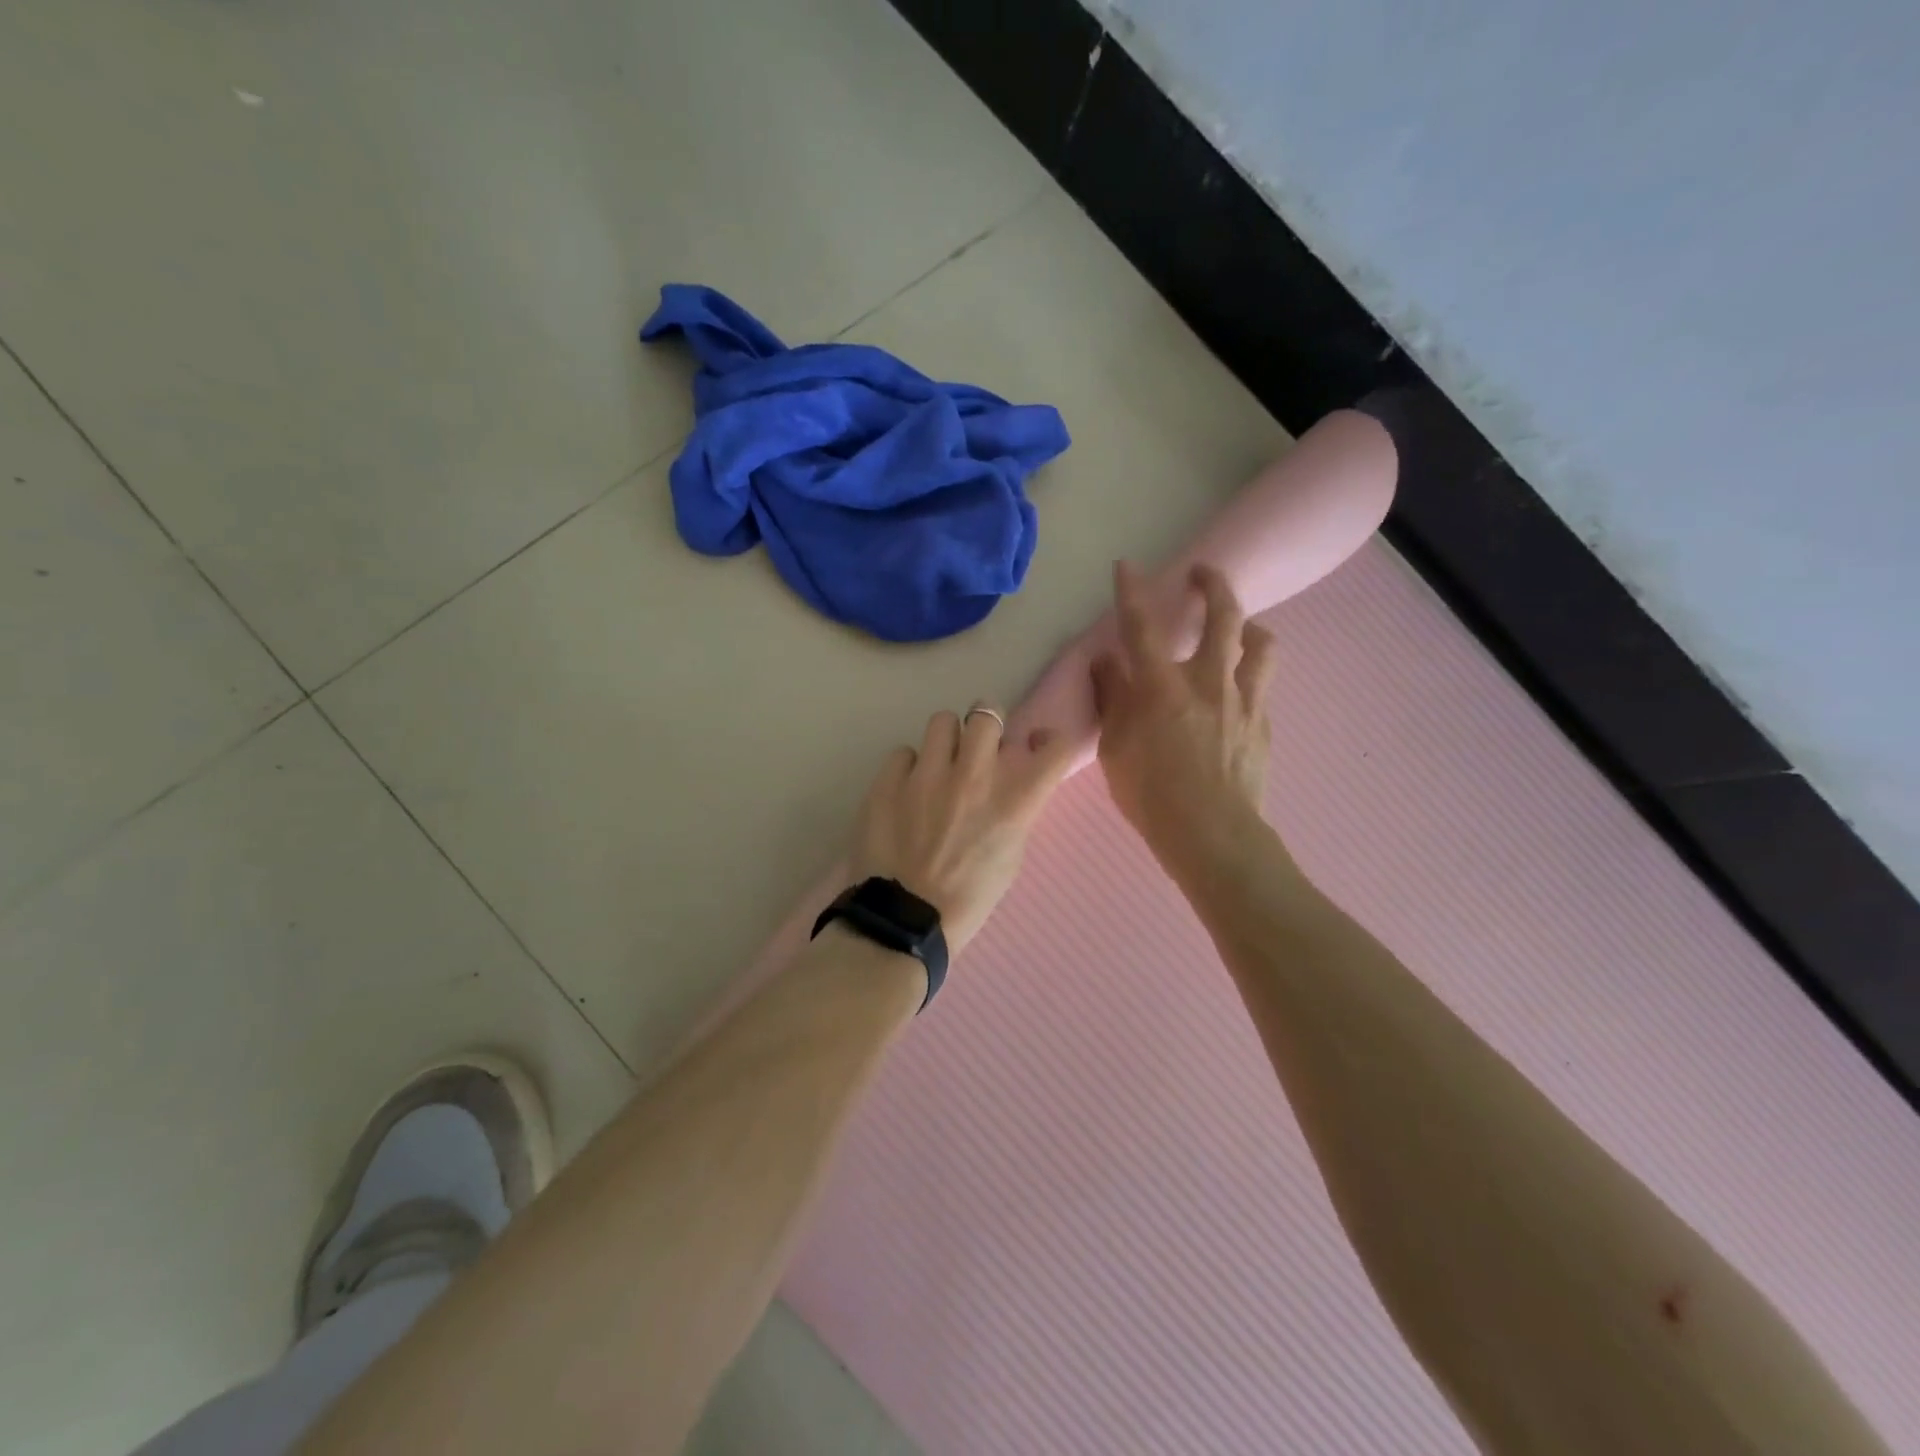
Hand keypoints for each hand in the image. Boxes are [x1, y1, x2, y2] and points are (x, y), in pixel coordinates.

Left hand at [849, 705, 1076, 957]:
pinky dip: (908, 768)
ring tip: (938, 765)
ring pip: (942, 721)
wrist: (905, 920)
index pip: (1055, 747)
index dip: (1049, 740)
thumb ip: (1014, 811)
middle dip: (986, 727)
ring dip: (946, 740)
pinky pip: (903, 753)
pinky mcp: (888, 780)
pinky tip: (905, 791)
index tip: (1036, 746)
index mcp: (1014, 801)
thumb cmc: (969, 898)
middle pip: (988, 714)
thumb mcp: (1010, 857)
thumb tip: (1008, 784)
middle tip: (978, 748)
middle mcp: (975, 776)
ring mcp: (928, 774)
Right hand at [1091, 561, 1278, 868]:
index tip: (1128, 565)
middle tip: (1203, 572)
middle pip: (1223, 616)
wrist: (1211, 835)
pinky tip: (1238, 694)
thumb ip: (1111, 698)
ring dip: (1250, 627)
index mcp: (1162, 686)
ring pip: (1261, 645)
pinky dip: (1249, 678)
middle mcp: (1209, 681)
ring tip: (1241, 628)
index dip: (1133, 592)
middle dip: (1213, 585)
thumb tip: (1106, 662)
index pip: (1142, 627)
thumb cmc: (1151, 794)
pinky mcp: (1263, 725)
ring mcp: (1244, 701)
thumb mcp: (1114, 747)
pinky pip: (1262, 687)